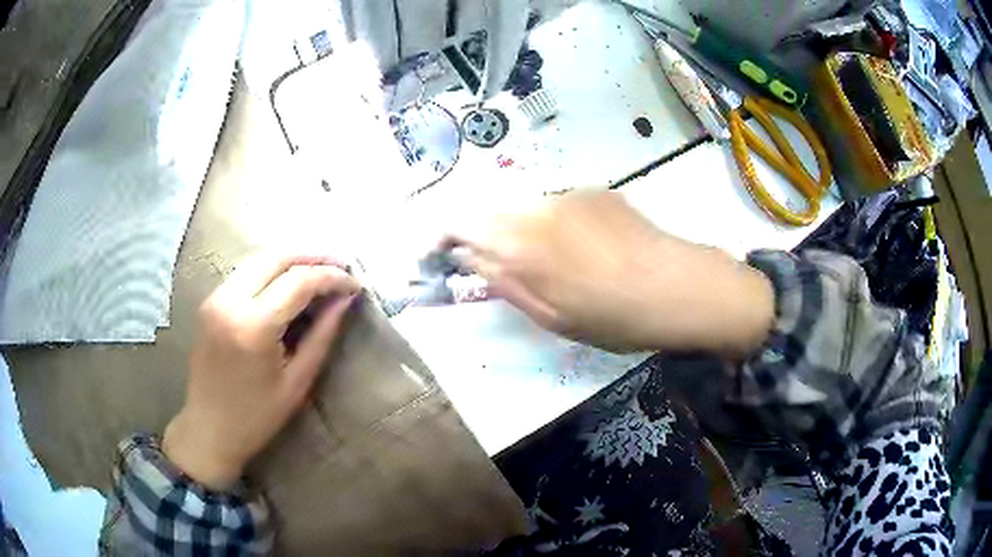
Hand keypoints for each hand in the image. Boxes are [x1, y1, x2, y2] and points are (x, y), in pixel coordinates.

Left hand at [163, 253, 359, 489]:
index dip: (331, 277)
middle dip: (313, 256)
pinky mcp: (210, 302)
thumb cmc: (257, 416)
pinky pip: (244, 272)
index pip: (299, 281)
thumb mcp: (297, 382)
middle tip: (341, 265)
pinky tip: (288, 280)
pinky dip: (271, 269)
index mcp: (253, 326)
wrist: (209, 428)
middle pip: (276, 257)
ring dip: (291, 258)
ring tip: (320, 268)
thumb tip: (345, 300)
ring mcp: (215, 298)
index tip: (354, 284)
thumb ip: (322, 335)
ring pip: (258, 258)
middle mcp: (230, 301)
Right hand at [443, 190, 774, 355]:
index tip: (440, 254)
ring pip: (525, 208)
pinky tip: (585, 249)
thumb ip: (504, 283)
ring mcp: (570, 194)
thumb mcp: (553, 317)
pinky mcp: (596, 190)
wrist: (680, 287)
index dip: (442, 236)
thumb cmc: (615, 317)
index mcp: (523, 244)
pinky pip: (558, 205)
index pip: (460, 223)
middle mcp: (539, 207)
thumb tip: (469, 259)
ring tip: (555, 265)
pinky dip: (554, 224)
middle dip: (484, 236)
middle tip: (500, 267)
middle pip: (490, 210)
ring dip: (521, 231)